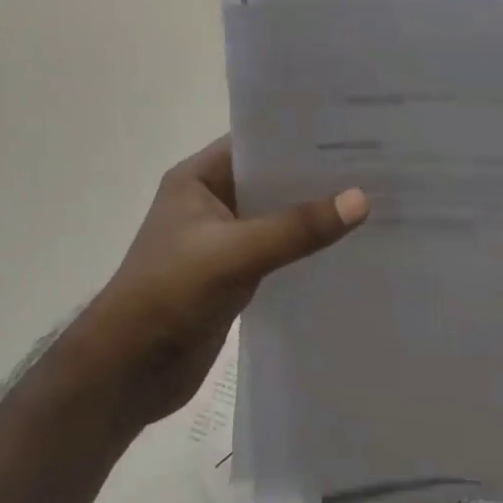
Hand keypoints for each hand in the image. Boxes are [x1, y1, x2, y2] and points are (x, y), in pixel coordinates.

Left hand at [77, 137, 368, 428]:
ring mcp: (222, 239)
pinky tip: (346, 246)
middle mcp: (211, 201)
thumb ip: (297, 228)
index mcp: (198, 179)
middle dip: (316, 176)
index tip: (353, 131)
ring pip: (277, 216)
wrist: (127, 372)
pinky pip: (278, 250)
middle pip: (272, 179)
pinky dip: (305, 247)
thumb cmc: (169, 295)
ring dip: (314, 213)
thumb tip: (361, 199)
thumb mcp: (235, 254)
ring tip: (372, 200)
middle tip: (375, 165)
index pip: (257, 142)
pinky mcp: (234, 274)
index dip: (300, 135)